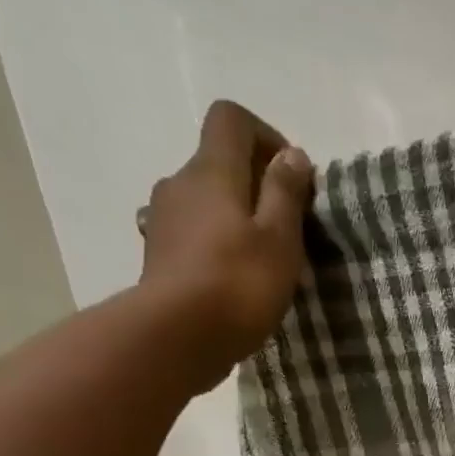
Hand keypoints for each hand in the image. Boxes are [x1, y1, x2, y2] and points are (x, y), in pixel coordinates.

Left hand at [140, 99, 313, 388]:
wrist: (178, 336)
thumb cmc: (239, 284)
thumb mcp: (279, 238)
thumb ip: (285, 193)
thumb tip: (293, 155)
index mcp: (212, 170)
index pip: (232, 119)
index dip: (266, 137)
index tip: (293, 177)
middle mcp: (181, 182)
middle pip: (220, 162)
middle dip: (258, 185)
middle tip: (290, 229)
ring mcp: (164, 218)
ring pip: (208, 201)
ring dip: (239, 218)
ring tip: (266, 260)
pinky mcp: (161, 253)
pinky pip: (196, 233)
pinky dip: (220, 244)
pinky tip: (238, 279)